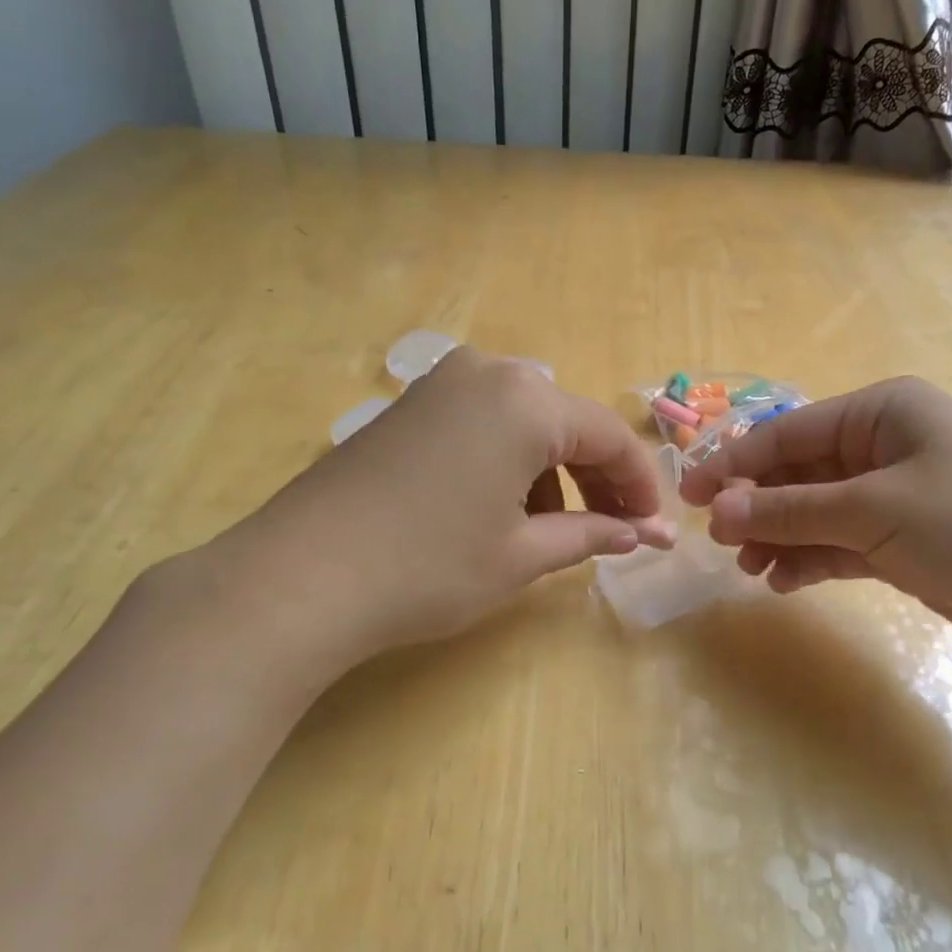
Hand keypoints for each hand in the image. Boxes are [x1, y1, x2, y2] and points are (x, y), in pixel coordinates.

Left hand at [198, 348, 675, 669]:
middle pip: (566, 424)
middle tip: (616, 532)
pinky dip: (508, 463)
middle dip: (597, 479)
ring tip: (554, 531)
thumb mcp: (520, 555)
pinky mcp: (408, 406)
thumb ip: (589, 534)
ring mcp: (441, 384)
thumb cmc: (427, 567)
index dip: (638, 485)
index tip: (654, 530)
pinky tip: (501, 510)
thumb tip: (641, 535)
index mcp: (526, 401)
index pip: (608, 436)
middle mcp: (488, 373)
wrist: (298, 578)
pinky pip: (482, 425)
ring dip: (552, 473)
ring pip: (524, 424)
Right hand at [679, 377, 951, 668]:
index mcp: (880, 413)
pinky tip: (784, 581)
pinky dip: (811, 560)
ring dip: (779, 537)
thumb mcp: (876, 510)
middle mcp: (883, 447)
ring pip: (815, 513)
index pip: (787, 433)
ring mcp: (895, 498)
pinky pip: (840, 545)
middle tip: (720, 542)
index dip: (734, 464)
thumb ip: (791, 511)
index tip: (688, 497)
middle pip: (798, 473)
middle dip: (757, 506)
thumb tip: (715, 510)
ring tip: (749, 568)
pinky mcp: (905, 543)